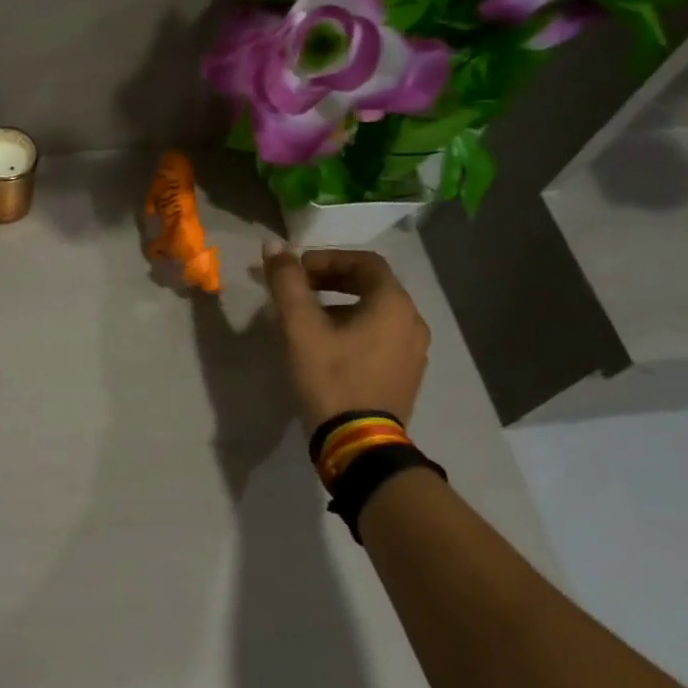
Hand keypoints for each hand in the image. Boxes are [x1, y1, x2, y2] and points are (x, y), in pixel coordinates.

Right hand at [260, 243, 430, 428]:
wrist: (358, 443)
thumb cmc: (330, 378)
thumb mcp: (300, 327)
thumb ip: (286, 282)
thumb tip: (273, 245)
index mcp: (393, 304)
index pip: (363, 262)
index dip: (326, 259)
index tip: (296, 271)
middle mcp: (412, 321)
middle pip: (372, 285)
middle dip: (332, 281)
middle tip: (298, 290)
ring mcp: (414, 351)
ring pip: (376, 313)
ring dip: (342, 306)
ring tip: (308, 319)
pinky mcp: (407, 374)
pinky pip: (381, 337)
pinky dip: (355, 329)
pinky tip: (329, 347)